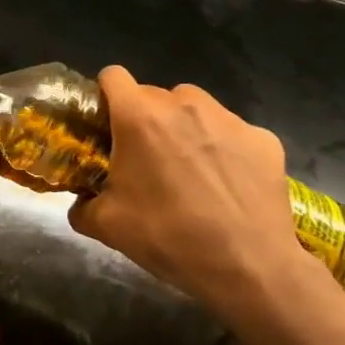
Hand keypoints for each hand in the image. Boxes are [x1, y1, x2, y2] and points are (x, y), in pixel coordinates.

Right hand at [68, 67, 328, 319]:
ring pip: (194, 107)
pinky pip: (231, 131)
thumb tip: (81, 202)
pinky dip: (223, 147)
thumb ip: (82, 205)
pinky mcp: (264, 138)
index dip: (105, 96)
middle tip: (144, 158)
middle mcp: (184, 105)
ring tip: (188, 167)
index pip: (113, 76)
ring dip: (183, 126)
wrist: (249, 268)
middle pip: (153, 94)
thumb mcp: (107, 226)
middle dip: (144, 118)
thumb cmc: (169, 238)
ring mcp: (229, 119)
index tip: (105, 124)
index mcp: (139, 118)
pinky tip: (227, 183)